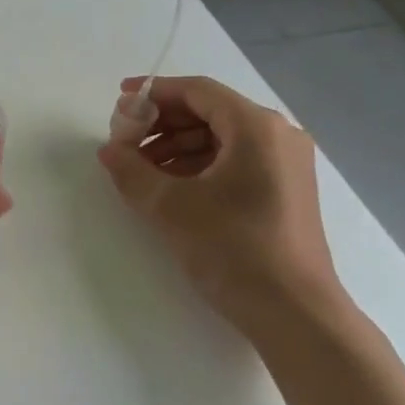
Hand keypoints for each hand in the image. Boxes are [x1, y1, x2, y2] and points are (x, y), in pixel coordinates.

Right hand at [96, 75, 342, 335]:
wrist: (294, 313)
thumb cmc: (233, 249)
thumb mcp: (170, 207)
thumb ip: (132, 171)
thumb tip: (109, 150)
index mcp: (256, 127)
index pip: (197, 91)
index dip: (154, 92)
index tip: (119, 102)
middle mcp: (278, 135)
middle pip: (211, 112)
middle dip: (163, 123)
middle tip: (126, 141)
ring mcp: (286, 164)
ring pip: (222, 139)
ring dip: (178, 147)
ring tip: (142, 170)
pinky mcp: (286, 190)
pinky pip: (236, 161)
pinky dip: (201, 166)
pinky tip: (172, 188)